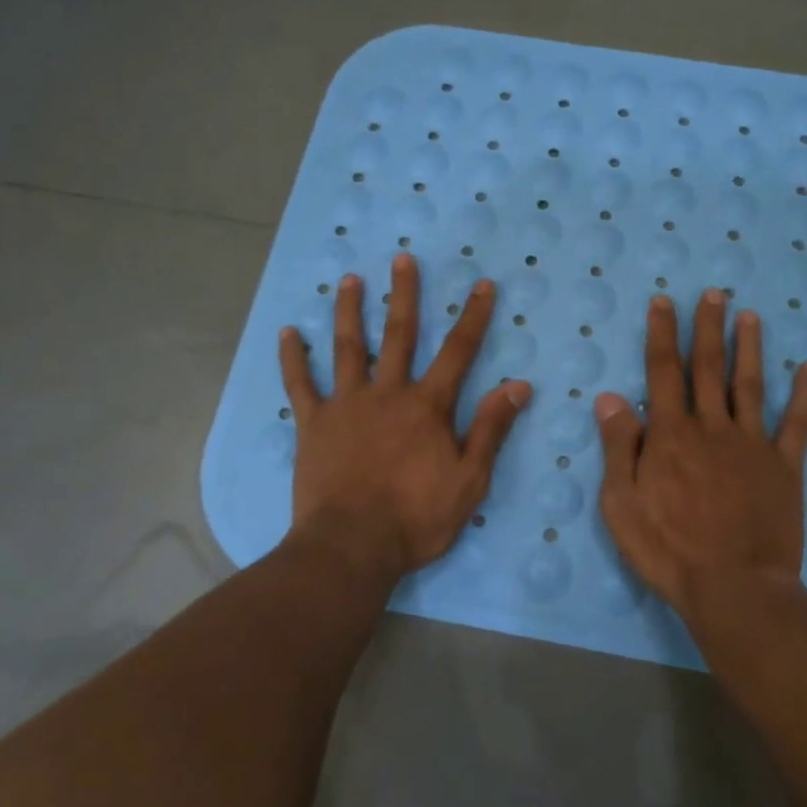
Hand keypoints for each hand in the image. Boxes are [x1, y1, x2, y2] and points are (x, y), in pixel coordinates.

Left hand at [279, 253, 530, 578]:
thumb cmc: (416, 518)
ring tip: (348, 280)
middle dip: (404, 295)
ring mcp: (346, 405)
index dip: (473, 317)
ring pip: (347, 348)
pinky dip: (293, 358)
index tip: (482, 285)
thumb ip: (491, 429)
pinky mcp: (312, 424)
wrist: (352, 547)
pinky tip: (287, 333)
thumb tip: (518, 385)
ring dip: (349, 311)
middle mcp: (387, 393)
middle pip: (398, 335)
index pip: (458, 352)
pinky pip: (300, 385)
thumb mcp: (470, 479)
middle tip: (402, 259)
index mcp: (427, 406)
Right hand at [595, 289, 806, 616]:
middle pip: (708, 368)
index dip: (662, 334)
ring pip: (749, 385)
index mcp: (671, 435)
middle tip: (713, 293)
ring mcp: (752, 445)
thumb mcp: (621, 504)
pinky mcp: (784, 467)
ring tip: (750, 315)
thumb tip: (610, 397)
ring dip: (749, 348)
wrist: (734, 588)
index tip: (664, 301)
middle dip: (708, 328)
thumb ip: (619, 447)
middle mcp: (712, 428)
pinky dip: (805, 396)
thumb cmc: (668, 549)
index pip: (663, 372)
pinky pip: (796, 425)